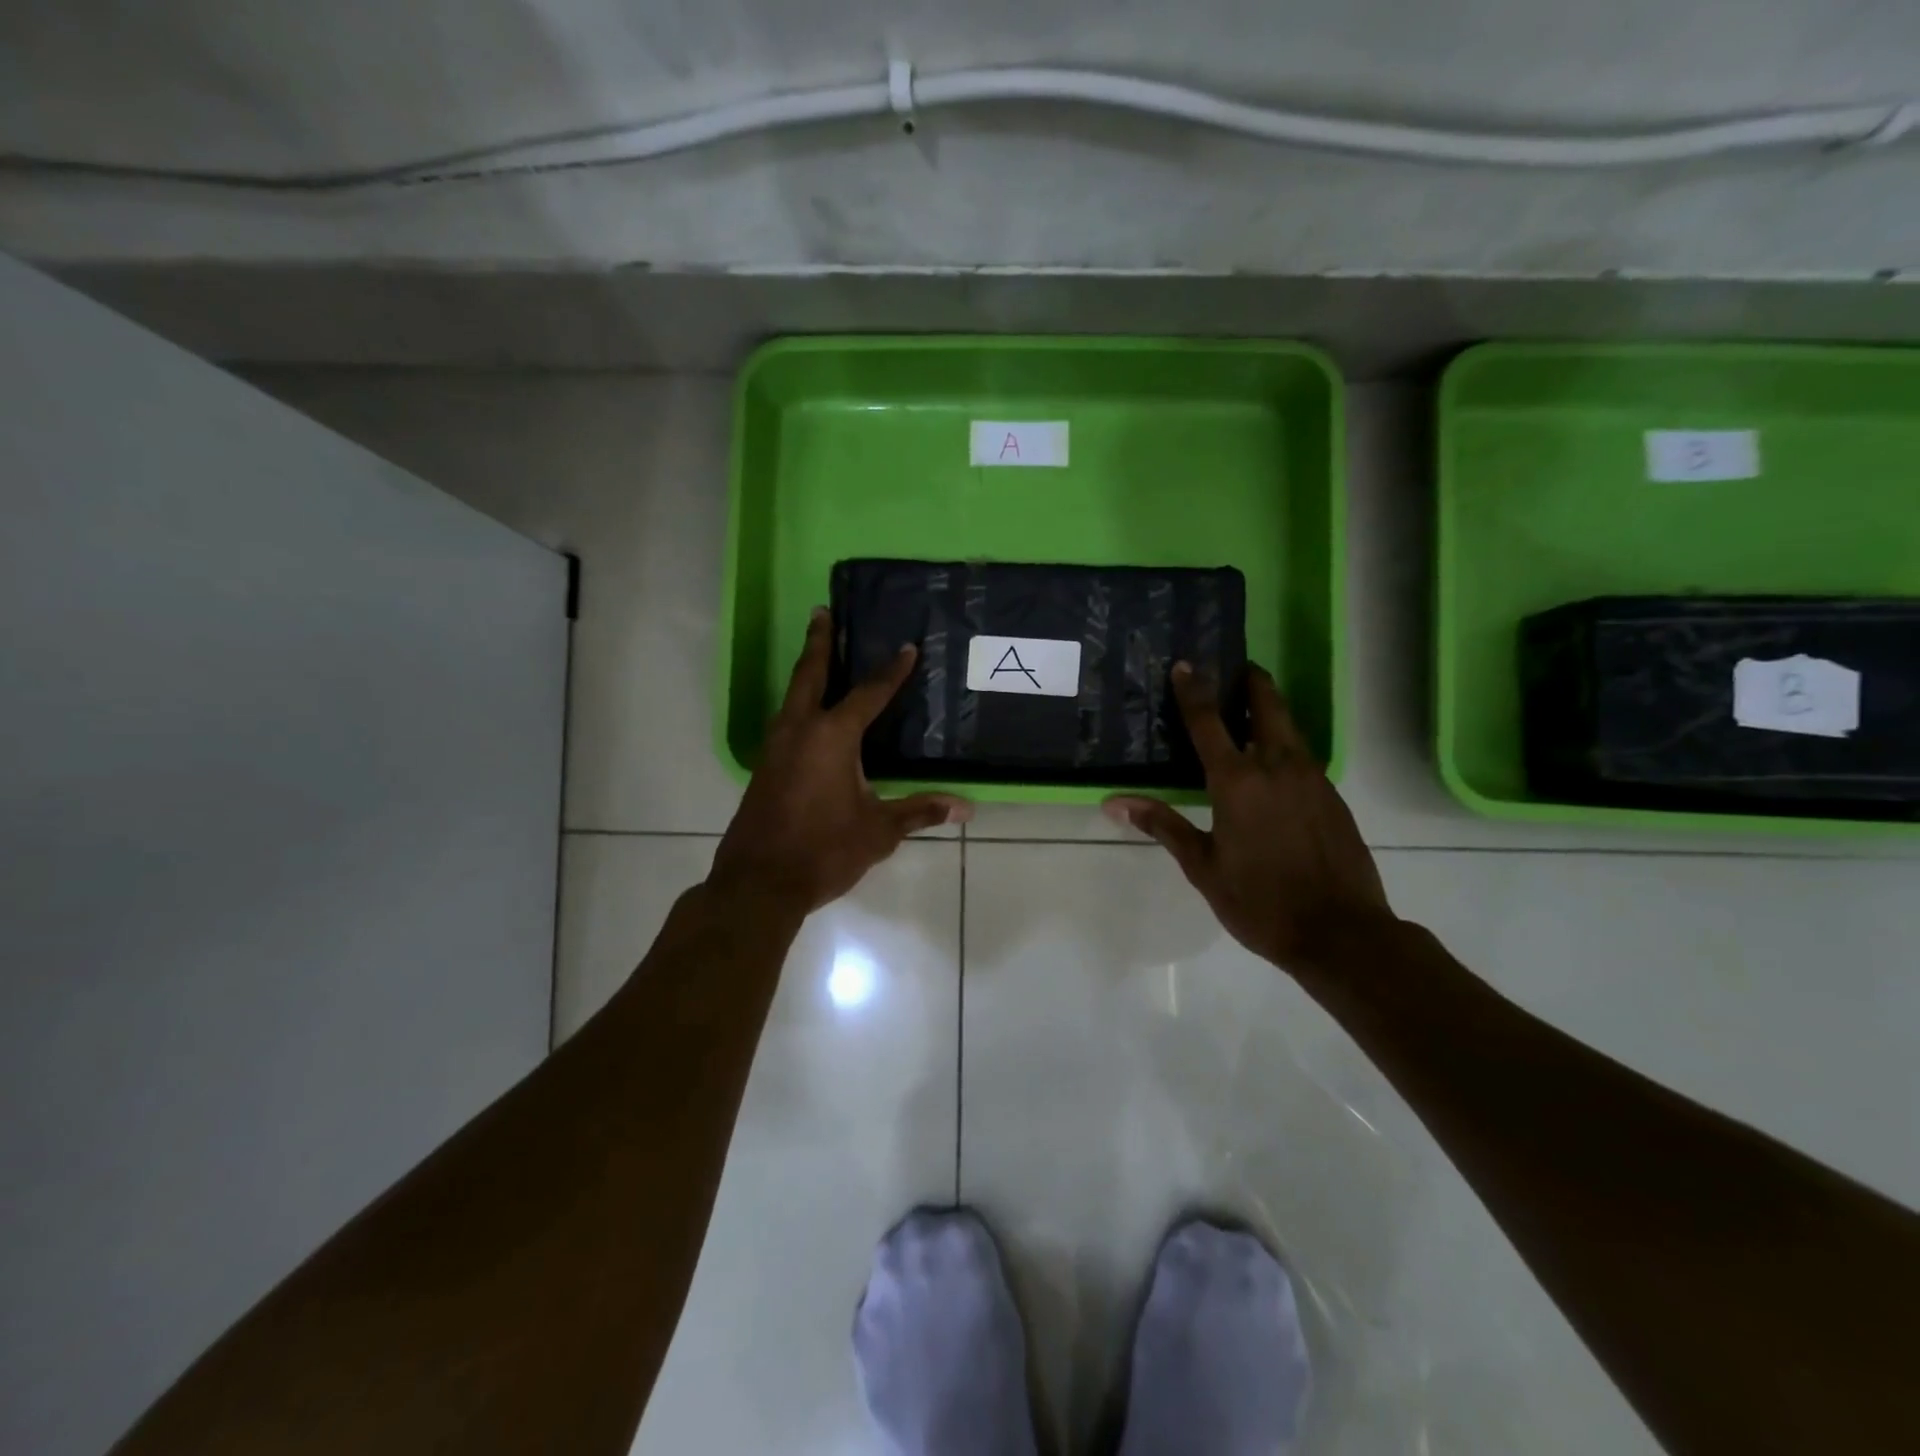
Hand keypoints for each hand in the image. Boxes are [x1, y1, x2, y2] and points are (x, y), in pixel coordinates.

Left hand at [708, 608, 971, 915]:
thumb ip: (920, 811)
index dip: (891, 672)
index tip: (907, 649)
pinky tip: (807, 717)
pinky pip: (784, 721)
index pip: (868, 694)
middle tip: (821, 611)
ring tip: (816, 654)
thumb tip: (966, 806)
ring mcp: (775, 748)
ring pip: (791, 696)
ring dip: (805, 672)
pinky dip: (798, 704)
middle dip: (819, 642)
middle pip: (809, 675)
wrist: (759, 883)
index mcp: (832, 737)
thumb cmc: (824, 851)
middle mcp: (799, 731)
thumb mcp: (880, 831)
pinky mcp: (763, 768)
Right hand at [1105, 663, 1393, 972]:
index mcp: (1238, 781)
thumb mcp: (1202, 866)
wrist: (1342, 934)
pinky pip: (1303, 757)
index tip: (1186, 664)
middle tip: (1236, 668)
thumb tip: (1114, 803)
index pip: (1208, 721)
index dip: (1193, 690)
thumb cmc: (1260, 901)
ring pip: (1290, 729)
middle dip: (1252, 682)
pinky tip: (1274, 766)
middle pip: (1267, 706)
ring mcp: (1312, 779)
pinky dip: (1285, 745)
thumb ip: (1162, 826)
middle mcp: (1277, 767)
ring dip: (1270, 711)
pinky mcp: (1333, 797)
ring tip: (1250, 708)